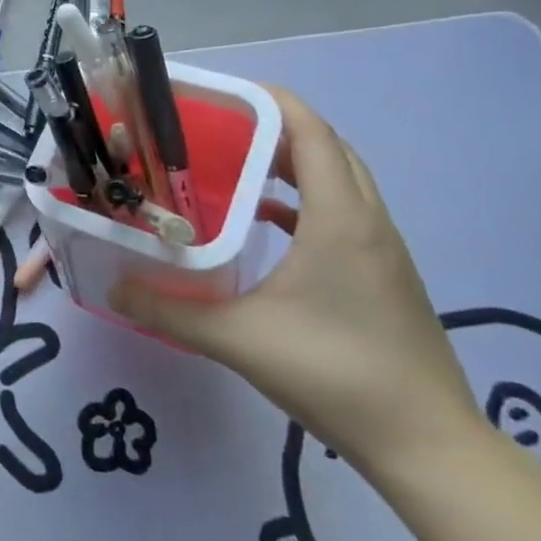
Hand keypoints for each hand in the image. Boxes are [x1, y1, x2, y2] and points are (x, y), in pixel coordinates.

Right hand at [109, 85, 483, 481]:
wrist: (428, 446)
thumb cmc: (335, 374)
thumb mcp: (237, 339)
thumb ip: (169, 309)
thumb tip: (112, 287)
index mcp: (339, 218)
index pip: (312, 132)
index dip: (270, 101)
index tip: (221, 94)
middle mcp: (367, 221)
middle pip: (326, 147)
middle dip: (275, 126)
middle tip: (218, 128)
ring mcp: (383, 248)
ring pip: (340, 178)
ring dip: (294, 161)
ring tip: (237, 163)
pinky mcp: (385, 274)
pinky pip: (344, 211)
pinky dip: (306, 199)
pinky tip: (268, 221)